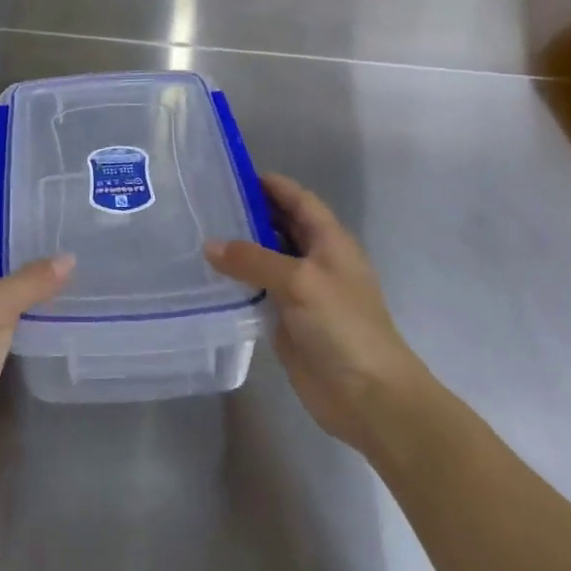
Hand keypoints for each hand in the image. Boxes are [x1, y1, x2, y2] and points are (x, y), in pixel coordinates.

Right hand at [204, 174, 424, 454]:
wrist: (369, 397)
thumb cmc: (343, 325)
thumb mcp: (299, 282)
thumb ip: (252, 259)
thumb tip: (210, 245)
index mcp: (331, 242)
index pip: (300, 200)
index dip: (272, 185)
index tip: (233, 174)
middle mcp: (317, 261)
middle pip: (282, 226)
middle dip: (251, 212)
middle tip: (207, 202)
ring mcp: (302, 293)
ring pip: (267, 259)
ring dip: (241, 247)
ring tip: (200, 233)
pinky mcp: (288, 321)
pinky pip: (259, 291)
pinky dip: (238, 281)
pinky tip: (210, 277)